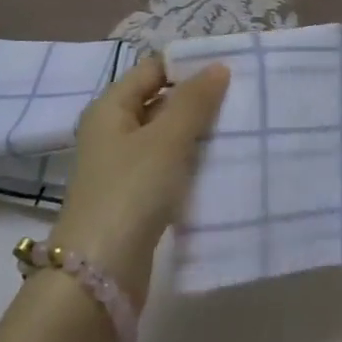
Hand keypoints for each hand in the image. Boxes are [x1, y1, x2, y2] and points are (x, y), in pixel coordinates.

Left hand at [52, 57, 229, 310]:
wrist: (99, 276)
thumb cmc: (130, 192)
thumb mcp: (166, 140)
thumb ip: (193, 101)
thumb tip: (218, 66)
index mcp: (110, 109)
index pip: (152, 70)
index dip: (187, 65)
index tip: (229, 68)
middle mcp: (112, 132)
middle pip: (159, 102)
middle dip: (197, 99)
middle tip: (242, 96)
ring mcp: (122, 168)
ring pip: (166, 137)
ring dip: (197, 132)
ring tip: (239, 126)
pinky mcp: (134, 199)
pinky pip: (167, 167)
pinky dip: (190, 162)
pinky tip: (220, 164)